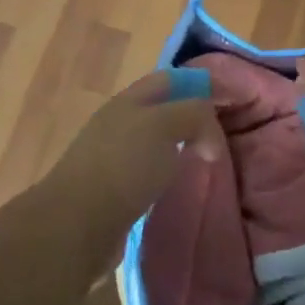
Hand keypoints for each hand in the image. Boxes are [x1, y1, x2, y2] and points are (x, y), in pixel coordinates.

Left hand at [41, 71, 224, 234]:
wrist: (76, 224)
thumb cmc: (123, 165)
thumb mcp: (166, 126)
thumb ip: (195, 116)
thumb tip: (209, 140)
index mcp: (128, 101)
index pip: (169, 80)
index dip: (199, 85)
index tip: (228, 103)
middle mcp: (118, 123)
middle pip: (162, 111)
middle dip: (190, 119)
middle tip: (221, 138)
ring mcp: (112, 158)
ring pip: (155, 143)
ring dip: (179, 149)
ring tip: (204, 164)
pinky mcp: (112, 191)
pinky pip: (147, 173)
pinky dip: (166, 176)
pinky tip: (177, 188)